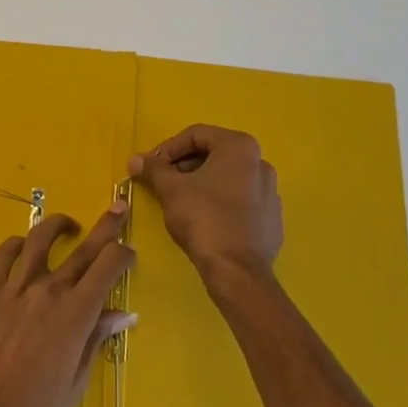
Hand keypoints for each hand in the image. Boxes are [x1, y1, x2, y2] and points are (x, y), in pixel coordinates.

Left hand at [0, 205, 136, 406]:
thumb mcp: (75, 382)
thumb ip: (96, 339)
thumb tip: (122, 313)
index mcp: (75, 314)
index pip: (107, 266)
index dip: (122, 254)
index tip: (128, 253)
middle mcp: (48, 290)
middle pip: (83, 247)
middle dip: (106, 226)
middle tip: (118, 207)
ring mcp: (14, 287)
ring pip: (39, 238)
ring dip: (59, 225)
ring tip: (68, 225)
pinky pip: (4, 254)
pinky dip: (18, 244)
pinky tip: (23, 247)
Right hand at [129, 124, 282, 285]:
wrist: (237, 271)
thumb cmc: (203, 218)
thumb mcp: (171, 189)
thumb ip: (153, 169)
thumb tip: (135, 160)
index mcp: (240, 147)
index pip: (196, 135)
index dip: (167, 148)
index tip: (150, 167)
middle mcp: (260, 163)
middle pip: (213, 155)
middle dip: (184, 166)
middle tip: (162, 183)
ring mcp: (270, 192)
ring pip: (227, 178)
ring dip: (200, 183)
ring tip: (179, 201)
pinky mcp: (272, 219)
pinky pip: (240, 201)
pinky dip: (219, 203)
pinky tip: (204, 220)